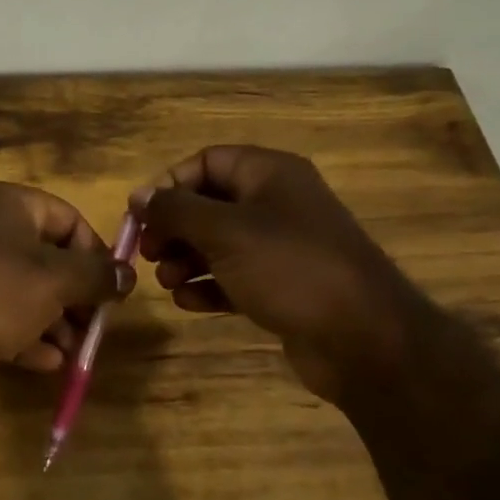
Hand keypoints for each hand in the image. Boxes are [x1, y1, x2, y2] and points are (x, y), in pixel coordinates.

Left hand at [0, 182, 134, 402]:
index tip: (112, 288)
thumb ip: (97, 275)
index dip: (94, 252)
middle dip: (74, 296)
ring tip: (75, 353)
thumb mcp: (56, 280)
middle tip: (94, 327)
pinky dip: (23, 338)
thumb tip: (127, 275)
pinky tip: (47, 364)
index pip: (65, 217)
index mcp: (6, 205)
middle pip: (43, 259)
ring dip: (53, 323)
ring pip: (21, 293)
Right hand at [133, 146, 425, 402]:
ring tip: (168, 283)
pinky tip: (189, 304)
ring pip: (218, 244)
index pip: (207, 162)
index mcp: (269, 174)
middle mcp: (276, 203)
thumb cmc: (289, 268)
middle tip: (149, 254)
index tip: (140, 216)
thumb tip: (138, 196)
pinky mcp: (282, 286)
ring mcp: (281, 247)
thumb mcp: (224, 232)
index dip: (169, 185)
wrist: (361, 336)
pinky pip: (234, 277)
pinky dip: (209, 287)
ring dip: (186, 261)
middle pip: (209, 204)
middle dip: (174, 228)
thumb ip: (176, 210)